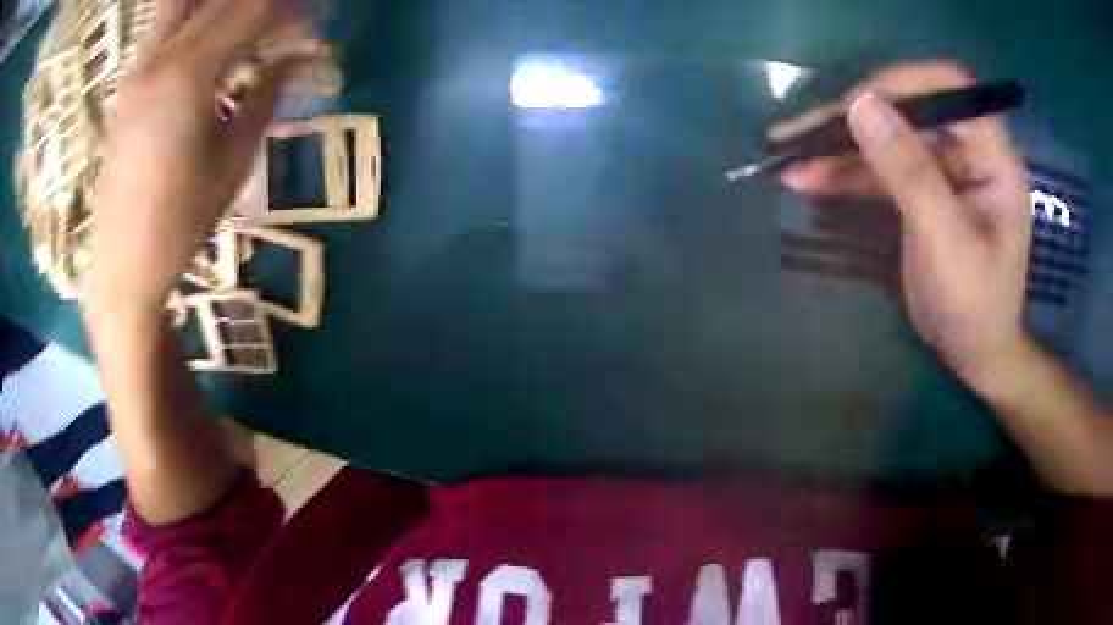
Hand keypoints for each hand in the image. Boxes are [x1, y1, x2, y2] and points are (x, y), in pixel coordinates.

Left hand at [84, 0, 319, 315]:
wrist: (123, 262)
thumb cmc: (180, 220)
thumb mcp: (233, 158)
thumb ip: (266, 94)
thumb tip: (299, 59)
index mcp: (189, 74)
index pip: (252, 9)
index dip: (290, 14)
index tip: (310, 33)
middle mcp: (161, 57)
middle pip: (220, 0)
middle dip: (260, 6)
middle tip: (283, 28)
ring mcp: (141, 67)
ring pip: (184, 3)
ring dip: (219, 8)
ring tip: (244, 32)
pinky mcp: (131, 83)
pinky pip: (168, 27)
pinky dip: (197, 22)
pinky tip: (212, 47)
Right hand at [778, 61, 1033, 387]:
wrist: (974, 353)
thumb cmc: (976, 307)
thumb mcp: (947, 243)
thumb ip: (911, 174)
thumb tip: (861, 106)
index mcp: (992, 157)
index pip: (952, 88)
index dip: (906, 83)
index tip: (857, 103)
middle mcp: (967, 151)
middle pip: (909, 109)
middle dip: (856, 117)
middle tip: (803, 131)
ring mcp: (941, 170)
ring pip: (887, 138)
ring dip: (839, 146)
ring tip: (787, 155)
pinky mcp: (919, 190)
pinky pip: (879, 169)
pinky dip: (844, 173)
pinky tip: (805, 178)